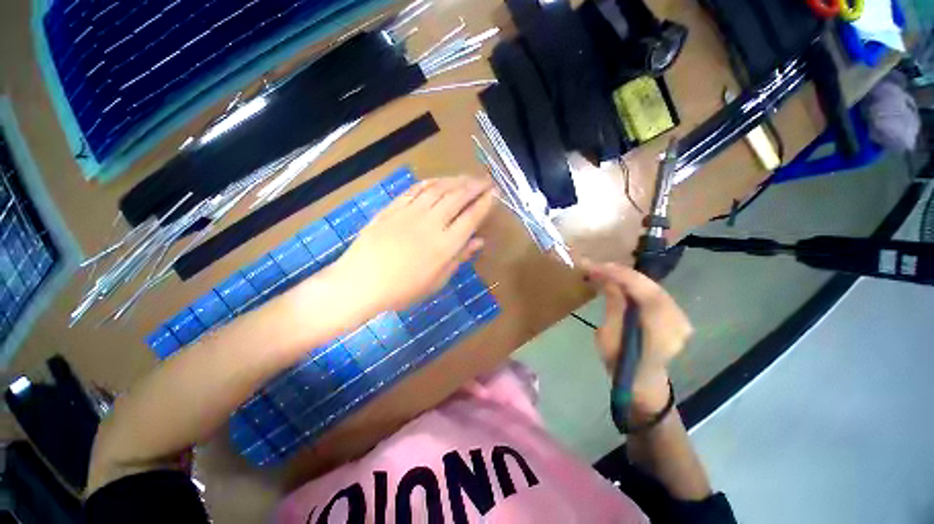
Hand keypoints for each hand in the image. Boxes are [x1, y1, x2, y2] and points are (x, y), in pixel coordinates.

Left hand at [333, 175, 493, 312]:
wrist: (362, 282)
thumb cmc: (403, 289)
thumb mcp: (437, 281)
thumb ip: (459, 258)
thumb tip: (479, 241)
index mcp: (445, 245)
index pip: (471, 217)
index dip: (484, 203)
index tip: (494, 194)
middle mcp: (431, 223)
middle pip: (458, 197)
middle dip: (475, 186)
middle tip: (485, 180)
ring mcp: (411, 212)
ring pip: (439, 188)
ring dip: (456, 180)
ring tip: (467, 177)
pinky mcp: (394, 207)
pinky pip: (416, 189)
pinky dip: (431, 182)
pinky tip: (439, 180)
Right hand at [583, 261, 692, 416]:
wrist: (641, 381)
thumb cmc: (620, 364)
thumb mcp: (608, 338)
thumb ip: (614, 307)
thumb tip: (611, 282)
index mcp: (660, 332)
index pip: (644, 294)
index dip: (620, 276)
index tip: (596, 267)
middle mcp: (677, 322)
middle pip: (651, 287)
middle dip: (622, 273)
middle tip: (598, 266)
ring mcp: (681, 318)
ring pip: (653, 287)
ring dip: (628, 277)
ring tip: (605, 271)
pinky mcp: (676, 315)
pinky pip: (655, 293)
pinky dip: (637, 285)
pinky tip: (621, 281)